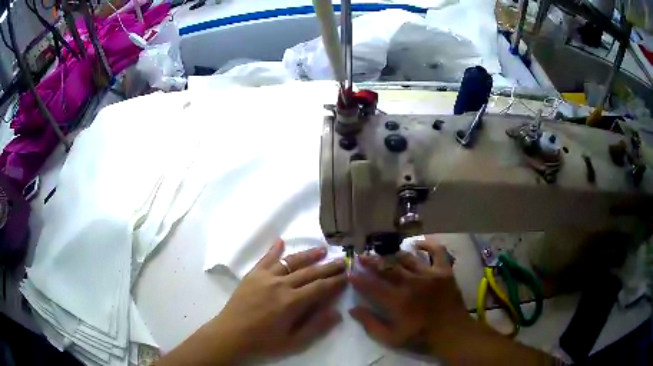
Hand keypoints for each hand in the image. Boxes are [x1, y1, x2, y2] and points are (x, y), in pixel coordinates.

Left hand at [185, 239, 345, 363]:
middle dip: (328, 266)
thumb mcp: (293, 341)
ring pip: (291, 261)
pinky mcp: (252, 275)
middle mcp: (280, 284)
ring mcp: (265, 277)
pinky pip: (265, 259)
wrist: (231, 334)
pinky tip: (281, 240)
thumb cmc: (263, 341)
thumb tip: (337, 313)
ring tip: (322, 249)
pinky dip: (274, 249)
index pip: (320, 287)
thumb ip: (316, 327)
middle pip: (309, 272)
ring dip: (308, 255)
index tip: (347, 275)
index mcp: (292, 302)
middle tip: (342, 260)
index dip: (335, 281)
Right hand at [349, 240, 471, 354]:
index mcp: (398, 301)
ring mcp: (430, 274)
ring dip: (393, 255)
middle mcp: (413, 283)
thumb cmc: (421, 336)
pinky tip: (417, 244)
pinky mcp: (444, 271)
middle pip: (388, 268)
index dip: (359, 279)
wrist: (452, 332)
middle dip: (371, 262)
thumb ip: (371, 324)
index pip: (372, 286)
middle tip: (361, 257)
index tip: (349, 273)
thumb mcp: (391, 338)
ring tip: (384, 253)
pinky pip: (437, 251)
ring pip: (407, 258)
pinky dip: (427, 245)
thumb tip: (353, 309)